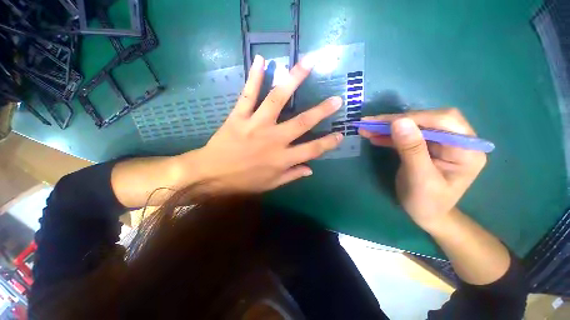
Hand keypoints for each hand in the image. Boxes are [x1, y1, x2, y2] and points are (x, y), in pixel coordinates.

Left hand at [176, 55, 342, 192]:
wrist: (211, 175)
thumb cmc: (243, 183)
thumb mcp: (271, 185)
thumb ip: (292, 175)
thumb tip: (311, 170)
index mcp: (282, 159)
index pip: (312, 150)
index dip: (328, 143)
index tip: (340, 134)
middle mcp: (274, 139)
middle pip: (302, 122)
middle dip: (322, 110)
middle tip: (336, 99)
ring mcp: (256, 125)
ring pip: (277, 99)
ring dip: (294, 79)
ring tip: (308, 63)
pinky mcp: (239, 116)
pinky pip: (248, 94)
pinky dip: (254, 77)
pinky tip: (262, 60)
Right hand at [359, 108, 486, 230]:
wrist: (426, 215)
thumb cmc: (427, 203)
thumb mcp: (420, 179)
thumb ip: (412, 149)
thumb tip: (399, 121)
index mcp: (466, 149)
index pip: (443, 121)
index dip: (413, 118)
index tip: (384, 122)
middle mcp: (457, 140)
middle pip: (427, 119)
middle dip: (397, 120)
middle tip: (370, 123)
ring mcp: (440, 142)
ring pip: (413, 125)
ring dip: (388, 127)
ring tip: (366, 129)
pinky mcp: (425, 145)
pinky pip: (406, 135)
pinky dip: (389, 135)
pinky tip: (374, 137)